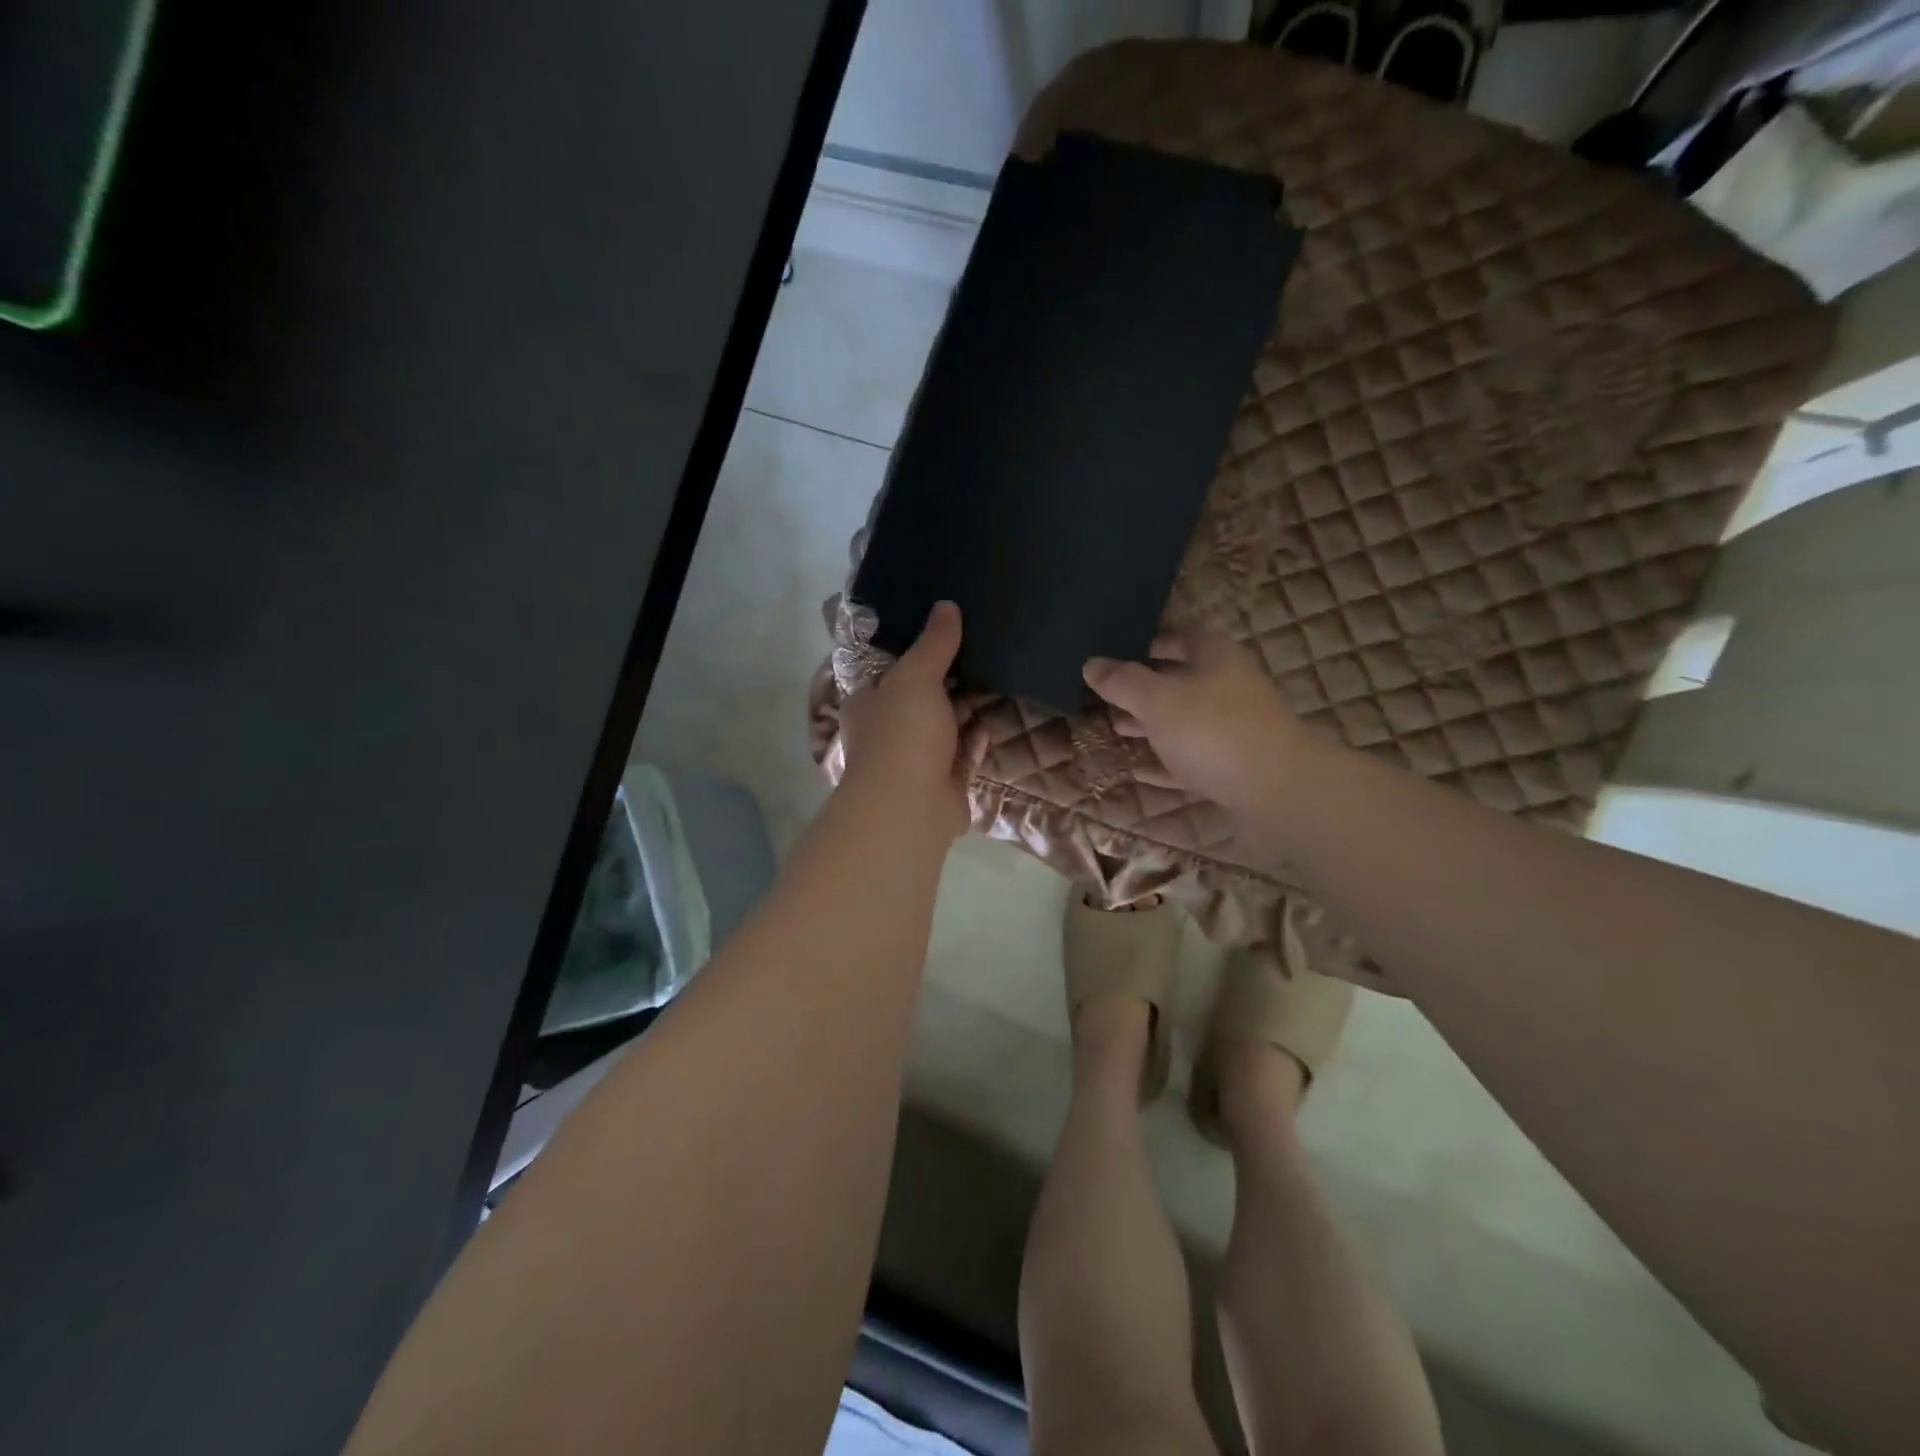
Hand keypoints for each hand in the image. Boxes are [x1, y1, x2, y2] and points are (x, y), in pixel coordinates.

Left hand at [839, 601, 980, 838]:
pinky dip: (978, 736)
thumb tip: (946, 605)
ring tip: (999, 674)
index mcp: (870, 702)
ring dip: (968, 706)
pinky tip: (997, 715)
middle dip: (950, 678)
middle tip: (985, 648)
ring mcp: (917, 758)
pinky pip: (964, 751)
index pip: (892, 670)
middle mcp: (890, 729)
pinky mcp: (944, 781)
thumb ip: (933, 643)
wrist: (909, 807)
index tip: (950, 629)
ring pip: (946, 724)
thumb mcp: (915, 676)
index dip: (918, 650)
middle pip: (922, 696)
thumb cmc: (902, 733)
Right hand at [1083, 631, 1308, 810]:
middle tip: (1104, 691)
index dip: (1148, 637)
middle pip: (1180, 677)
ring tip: (1114, 726)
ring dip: (1150, 723)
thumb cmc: (1212, 730)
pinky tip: (1137, 770)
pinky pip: (1190, 757)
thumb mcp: (1157, 700)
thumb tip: (1091, 664)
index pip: (1179, 634)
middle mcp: (1227, 685)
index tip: (1115, 646)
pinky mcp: (1233, 765)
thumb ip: (1122, 682)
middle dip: (1142, 684)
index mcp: (1214, 657)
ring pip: (1183, 719)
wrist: (1277, 789)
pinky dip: (1164, 761)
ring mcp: (1233, 727)